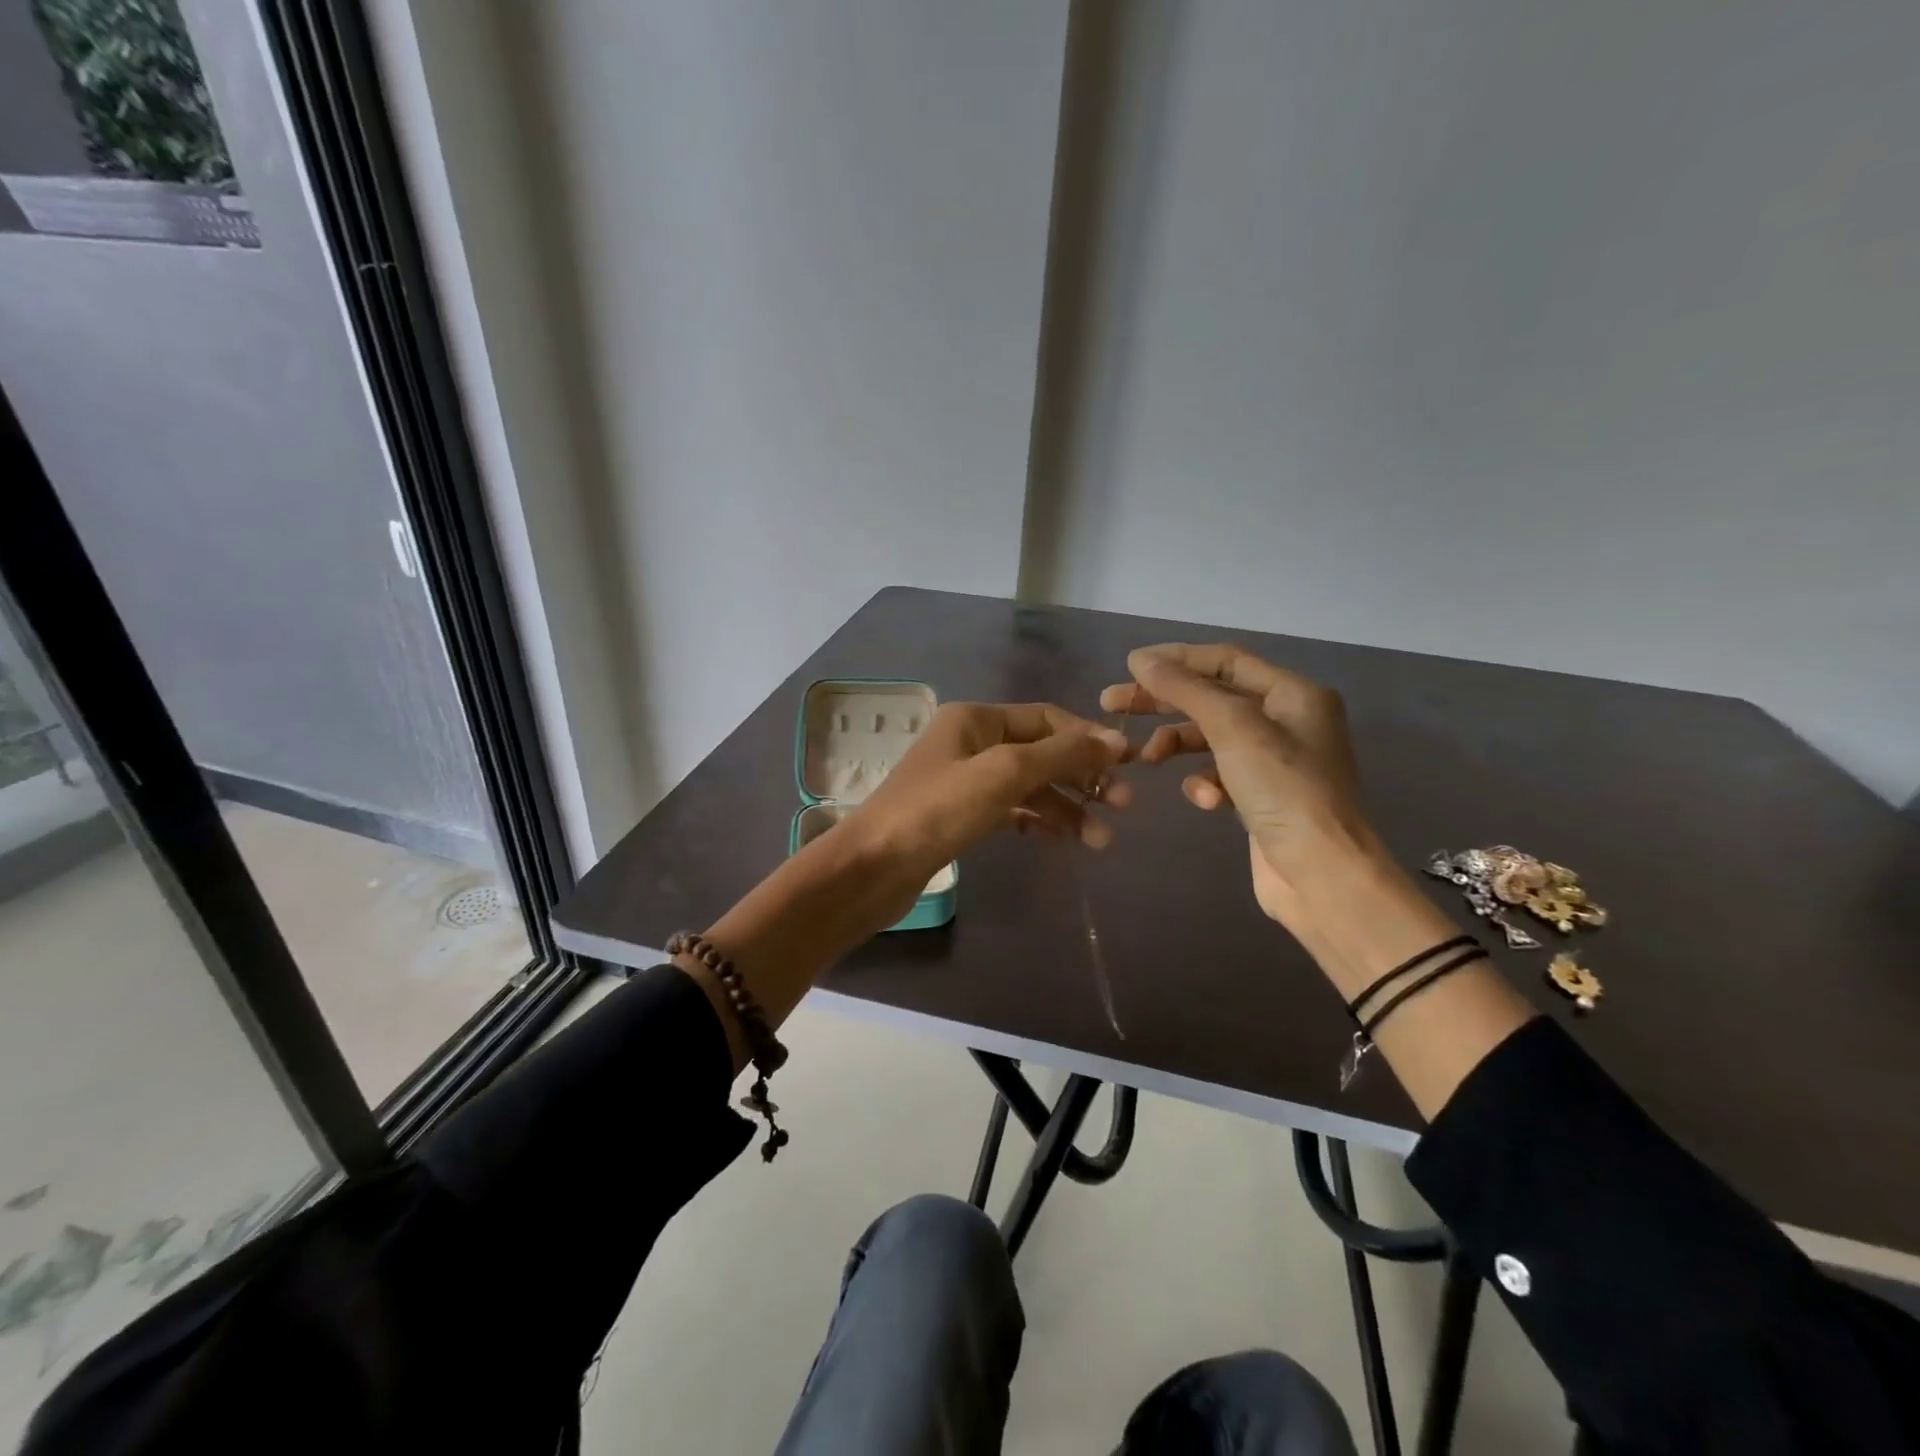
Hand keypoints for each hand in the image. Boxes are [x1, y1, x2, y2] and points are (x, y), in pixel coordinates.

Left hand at [847, 702, 1131, 912]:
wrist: (872, 868)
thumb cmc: (937, 810)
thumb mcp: (1004, 773)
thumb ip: (1061, 755)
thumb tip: (1116, 741)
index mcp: (976, 719)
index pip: (1046, 718)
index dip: (1088, 739)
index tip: (1128, 765)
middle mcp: (971, 742)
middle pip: (1041, 752)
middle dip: (1082, 777)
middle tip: (1124, 806)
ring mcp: (965, 780)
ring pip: (1029, 786)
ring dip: (1066, 808)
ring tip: (1101, 841)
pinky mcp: (961, 816)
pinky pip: (1012, 810)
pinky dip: (1039, 821)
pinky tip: (1063, 840)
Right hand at [1100, 644, 1382, 922]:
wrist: (1321, 874)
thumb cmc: (1283, 789)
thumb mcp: (1233, 727)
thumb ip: (1185, 689)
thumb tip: (1140, 660)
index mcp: (1293, 693)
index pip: (1225, 660)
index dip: (1176, 658)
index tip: (1128, 666)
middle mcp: (1287, 720)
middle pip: (1211, 696)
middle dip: (1163, 701)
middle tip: (1111, 703)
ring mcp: (1274, 761)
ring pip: (1210, 737)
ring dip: (1176, 743)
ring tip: (1146, 758)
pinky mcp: (1261, 796)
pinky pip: (1220, 774)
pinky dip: (1204, 782)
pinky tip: (1205, 800)